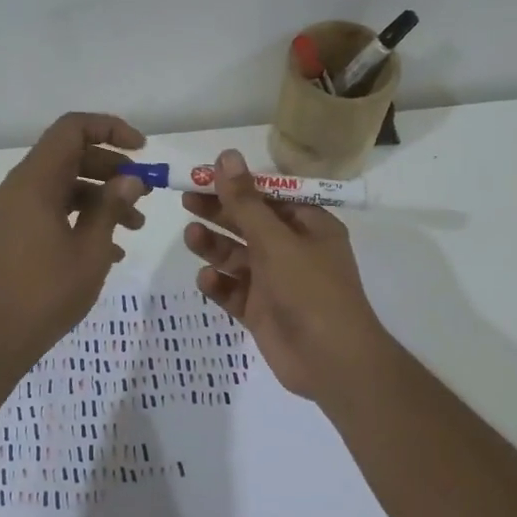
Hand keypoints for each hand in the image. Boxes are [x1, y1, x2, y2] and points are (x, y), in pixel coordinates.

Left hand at [0, 112, 149, 364]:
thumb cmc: (45, 291)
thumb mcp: (90, 249)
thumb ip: (112, 207)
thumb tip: (130, 178)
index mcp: (36, 181)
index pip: (73, 129)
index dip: (111, 129)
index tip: (142, 150)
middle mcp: (21, 187)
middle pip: (70, 156)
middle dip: (112, 168)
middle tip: (145, 192)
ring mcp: (14, 211)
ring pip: (64, 186)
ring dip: (101, 198)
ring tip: (136, 226)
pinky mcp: (14, 234)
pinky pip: (52, 210)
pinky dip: (81, 218)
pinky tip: (111, 250)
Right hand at [182, 149, 392, 400]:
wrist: (331, 360)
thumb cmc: (310, 290)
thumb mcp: (276, 240)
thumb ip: (246, 201)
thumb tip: (225, 156)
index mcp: (309, 226)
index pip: (269, 196)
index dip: (237, 184)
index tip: (203, 175)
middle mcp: (292, 251)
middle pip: (249, 224)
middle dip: (219, 213)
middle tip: (185, 200)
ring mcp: (275, 283)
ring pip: (237, 257)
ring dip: (214, 246)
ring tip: (191, 236)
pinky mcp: (260, 311)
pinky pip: (234, 291)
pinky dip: (219, 284)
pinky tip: (206, 279)